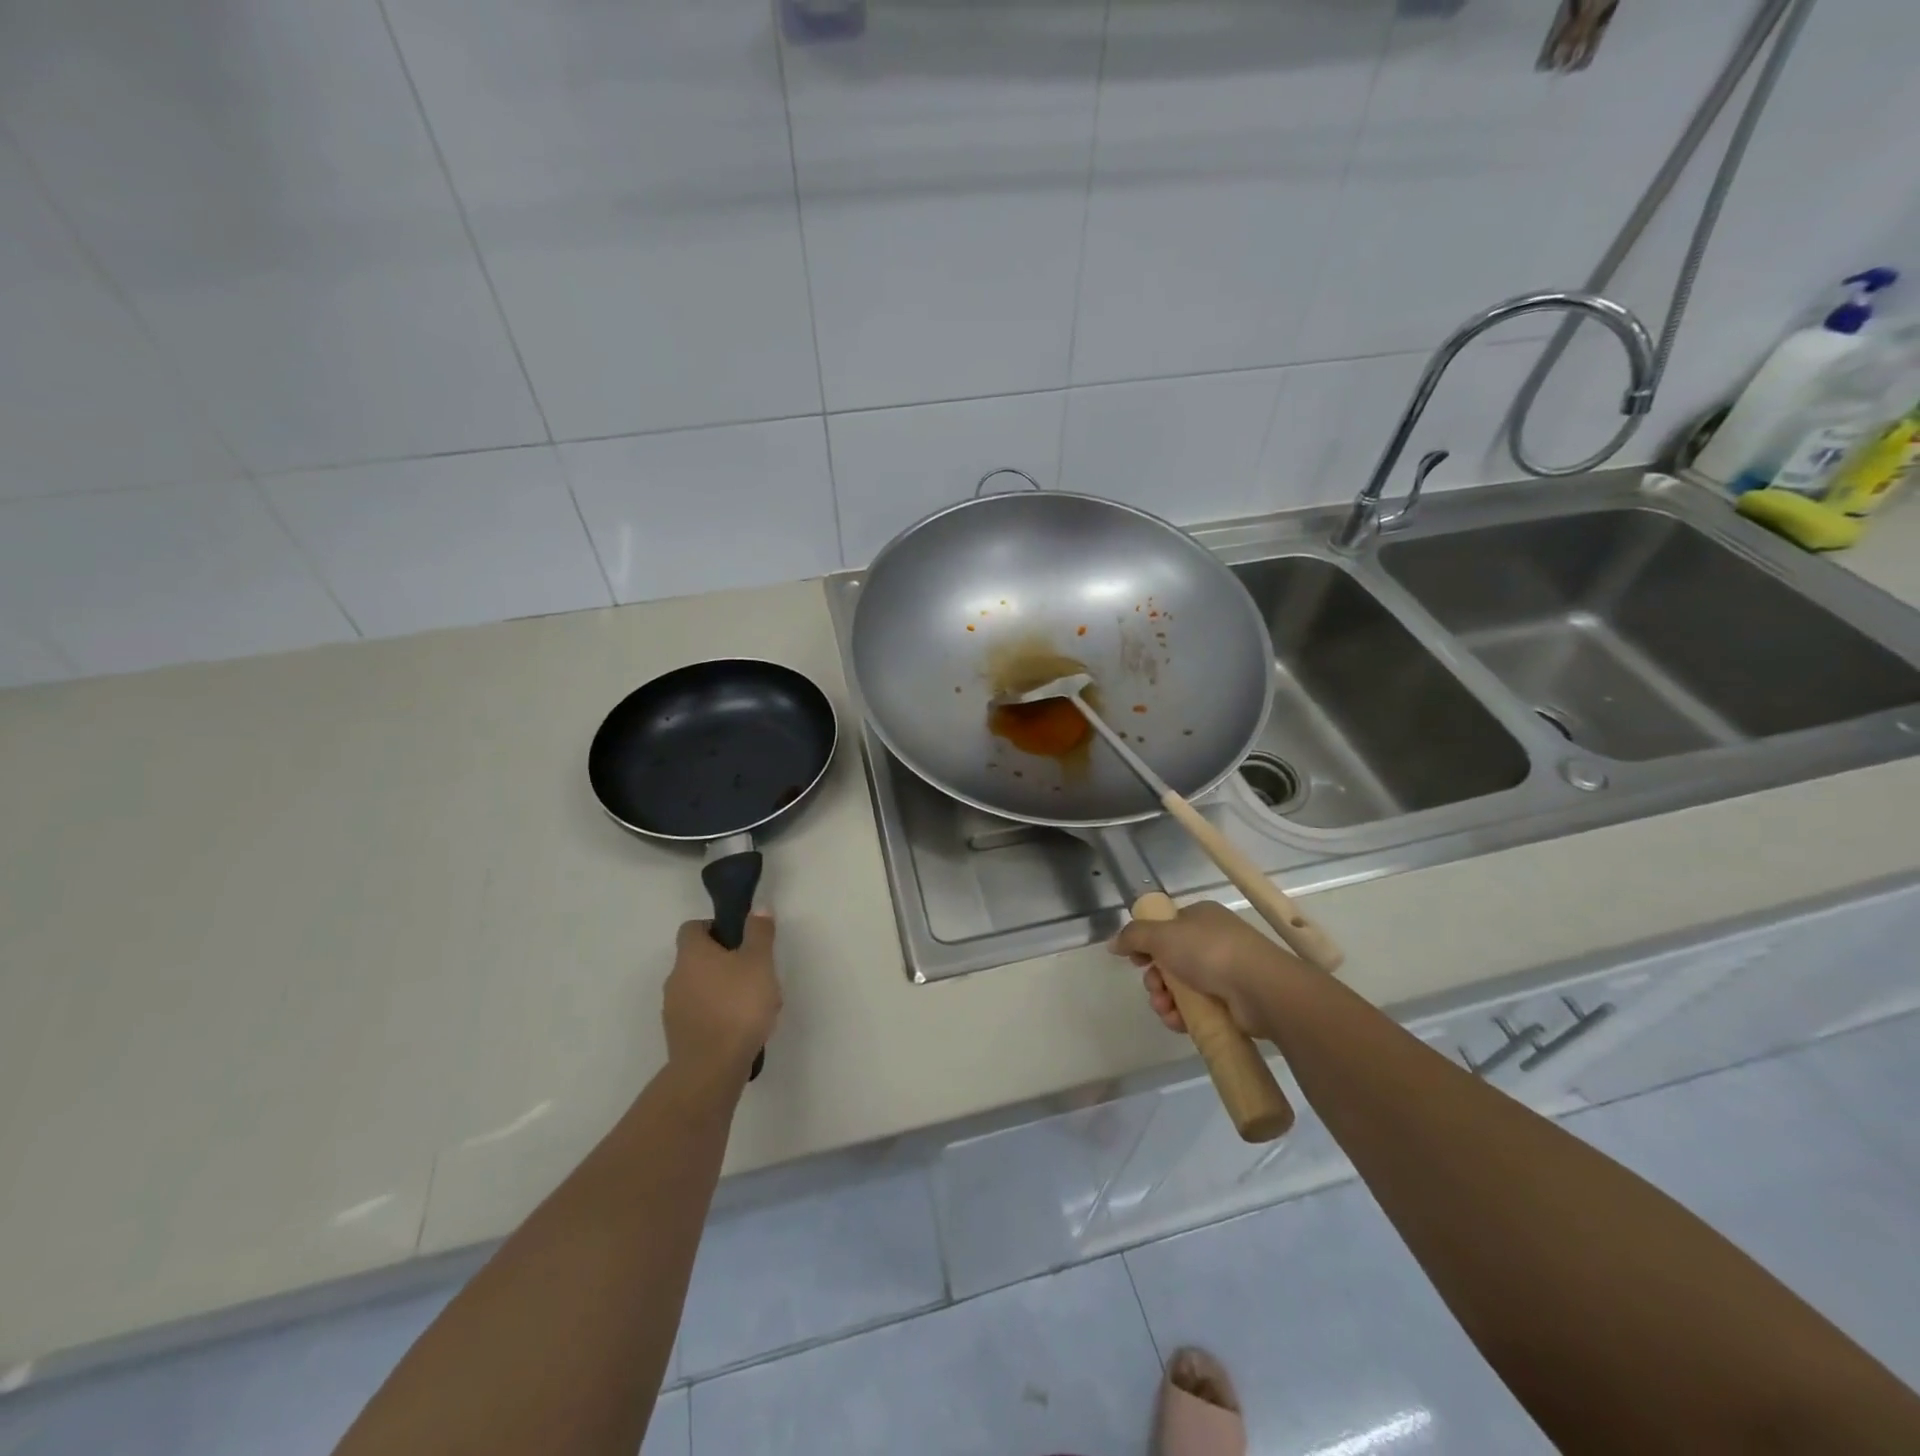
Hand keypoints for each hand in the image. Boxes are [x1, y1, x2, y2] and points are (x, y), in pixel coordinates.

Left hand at [664, 914, 781, 1084]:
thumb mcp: (759, 962)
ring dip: (722, 990)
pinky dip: (717, 1015)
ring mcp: (673, 1008)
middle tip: (755, 973)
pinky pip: (700, 1014)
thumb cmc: (737, 1005)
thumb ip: (759, 933)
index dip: (716, 928)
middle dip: (725, 962)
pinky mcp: (678, 1036)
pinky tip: (741, 1028)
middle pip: (698, 959)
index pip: (693, 928)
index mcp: (691, 954)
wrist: (711, 1068)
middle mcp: (676, 977)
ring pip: (701, 988)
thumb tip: (757, 909)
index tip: (740, 939)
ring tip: (753, 1005)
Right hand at [1110, 901, 1296, 1037]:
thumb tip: (1113, 943)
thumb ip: (1133, 936)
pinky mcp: (1232, 1002)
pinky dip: (1182, 1016)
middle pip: (1170, 961)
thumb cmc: (1208, 951)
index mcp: (1200, 918)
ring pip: (1181, 988)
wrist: (1260, 988)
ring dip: (1164, 1000)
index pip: (1165, 929)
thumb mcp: (1162, 935)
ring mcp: (1225, 972)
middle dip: (1155, 978)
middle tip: (1154, 988)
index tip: (1136, 961)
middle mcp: (1213, 941)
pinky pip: (1197, 1009)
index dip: (1147, 945)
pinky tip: (1176, 1022)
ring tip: (1164, 1009)